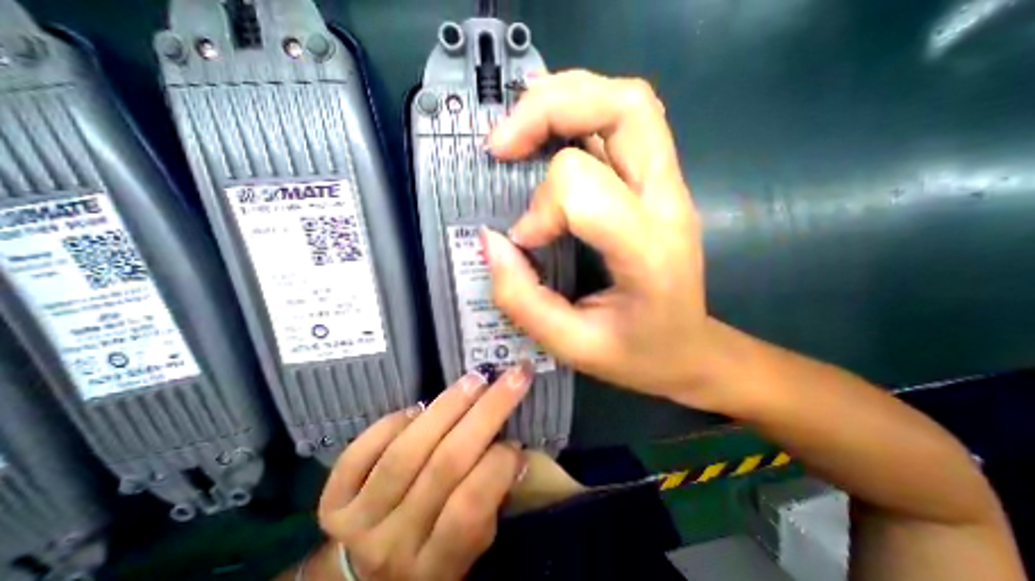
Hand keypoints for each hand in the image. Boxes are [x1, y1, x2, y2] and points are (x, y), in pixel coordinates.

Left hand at [319, 366, 532, 578]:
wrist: (363, 580)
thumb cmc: (431, 553)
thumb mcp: (469, 547)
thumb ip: (489, 502)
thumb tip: (512, 450)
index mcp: (437, 565)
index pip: (469, 508)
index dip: (499, 465)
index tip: (516, 438)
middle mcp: (395, 544)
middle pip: (445, 465)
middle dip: (487, 412)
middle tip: (511, 378)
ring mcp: (359, 521)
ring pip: (407, 451)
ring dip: (446, 407)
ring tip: (474, 380)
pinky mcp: (332, 501)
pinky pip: (361, 451)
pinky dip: (393, 422)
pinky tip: (419, 409)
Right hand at [486, 71, 725, 410]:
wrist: (691, 351)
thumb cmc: (637, 356)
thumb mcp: (572, 345)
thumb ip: (523, 300)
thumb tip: (490, 242)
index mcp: (649, 251)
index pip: (584, 189)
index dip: (540, 209)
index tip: (524, 240)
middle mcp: (667, 203)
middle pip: (621, 108)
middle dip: (550, 110)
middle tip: (501, 143)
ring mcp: (669, 187)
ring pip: (627, 102)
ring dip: (564, 100)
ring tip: (519, 129)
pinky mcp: (659, 184)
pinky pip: (625, 121)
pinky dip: (580, 110)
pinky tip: (548, 130)